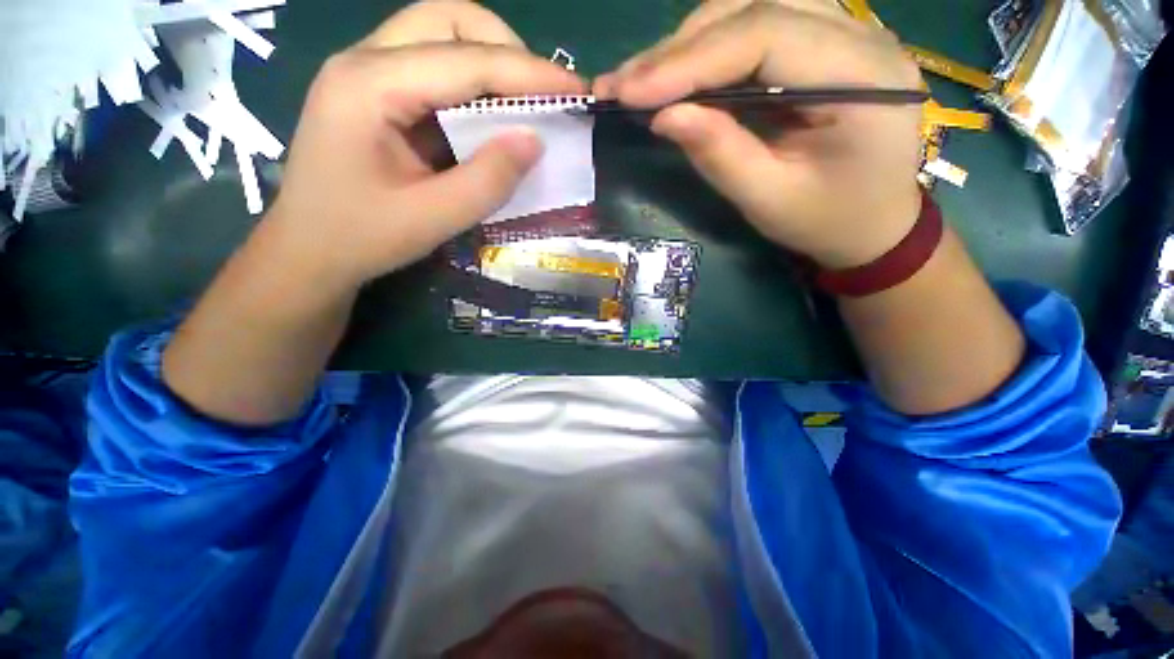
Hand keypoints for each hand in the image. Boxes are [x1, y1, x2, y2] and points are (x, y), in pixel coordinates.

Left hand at [268, 0, 584, 291]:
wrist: (309, 252)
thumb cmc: (361, 238)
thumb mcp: (432, 218)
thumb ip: (488, 180)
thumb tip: (536, 141)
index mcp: (369, 85)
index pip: (466, 59)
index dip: (528, 72)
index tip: (575, 90)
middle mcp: (365, 61)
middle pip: (448, 20)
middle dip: (506, 51)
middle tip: (541, 97)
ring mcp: (368, 73)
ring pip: (441, 36)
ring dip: (491, 64)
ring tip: (523, 107)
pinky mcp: (378, 94)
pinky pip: (435, 69)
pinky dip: (473, 86)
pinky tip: (490, 119)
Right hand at [596, 0, 925, 268]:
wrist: (874, 224)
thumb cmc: (826, 222)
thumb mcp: (768, 199)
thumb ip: (719, 154)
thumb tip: (663, 116)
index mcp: (864, 79)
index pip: (765, 36)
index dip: (689, 60)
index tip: (629, 91)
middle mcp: (862, 35)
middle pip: (757, 7)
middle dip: (680, 48)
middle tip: (623, 84)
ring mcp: (847, 31)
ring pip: (754, 6)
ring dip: (690, 42)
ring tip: (641, 80)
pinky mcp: (825, 43)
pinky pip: (759, 25)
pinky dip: (709, 47)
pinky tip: (677, 72)